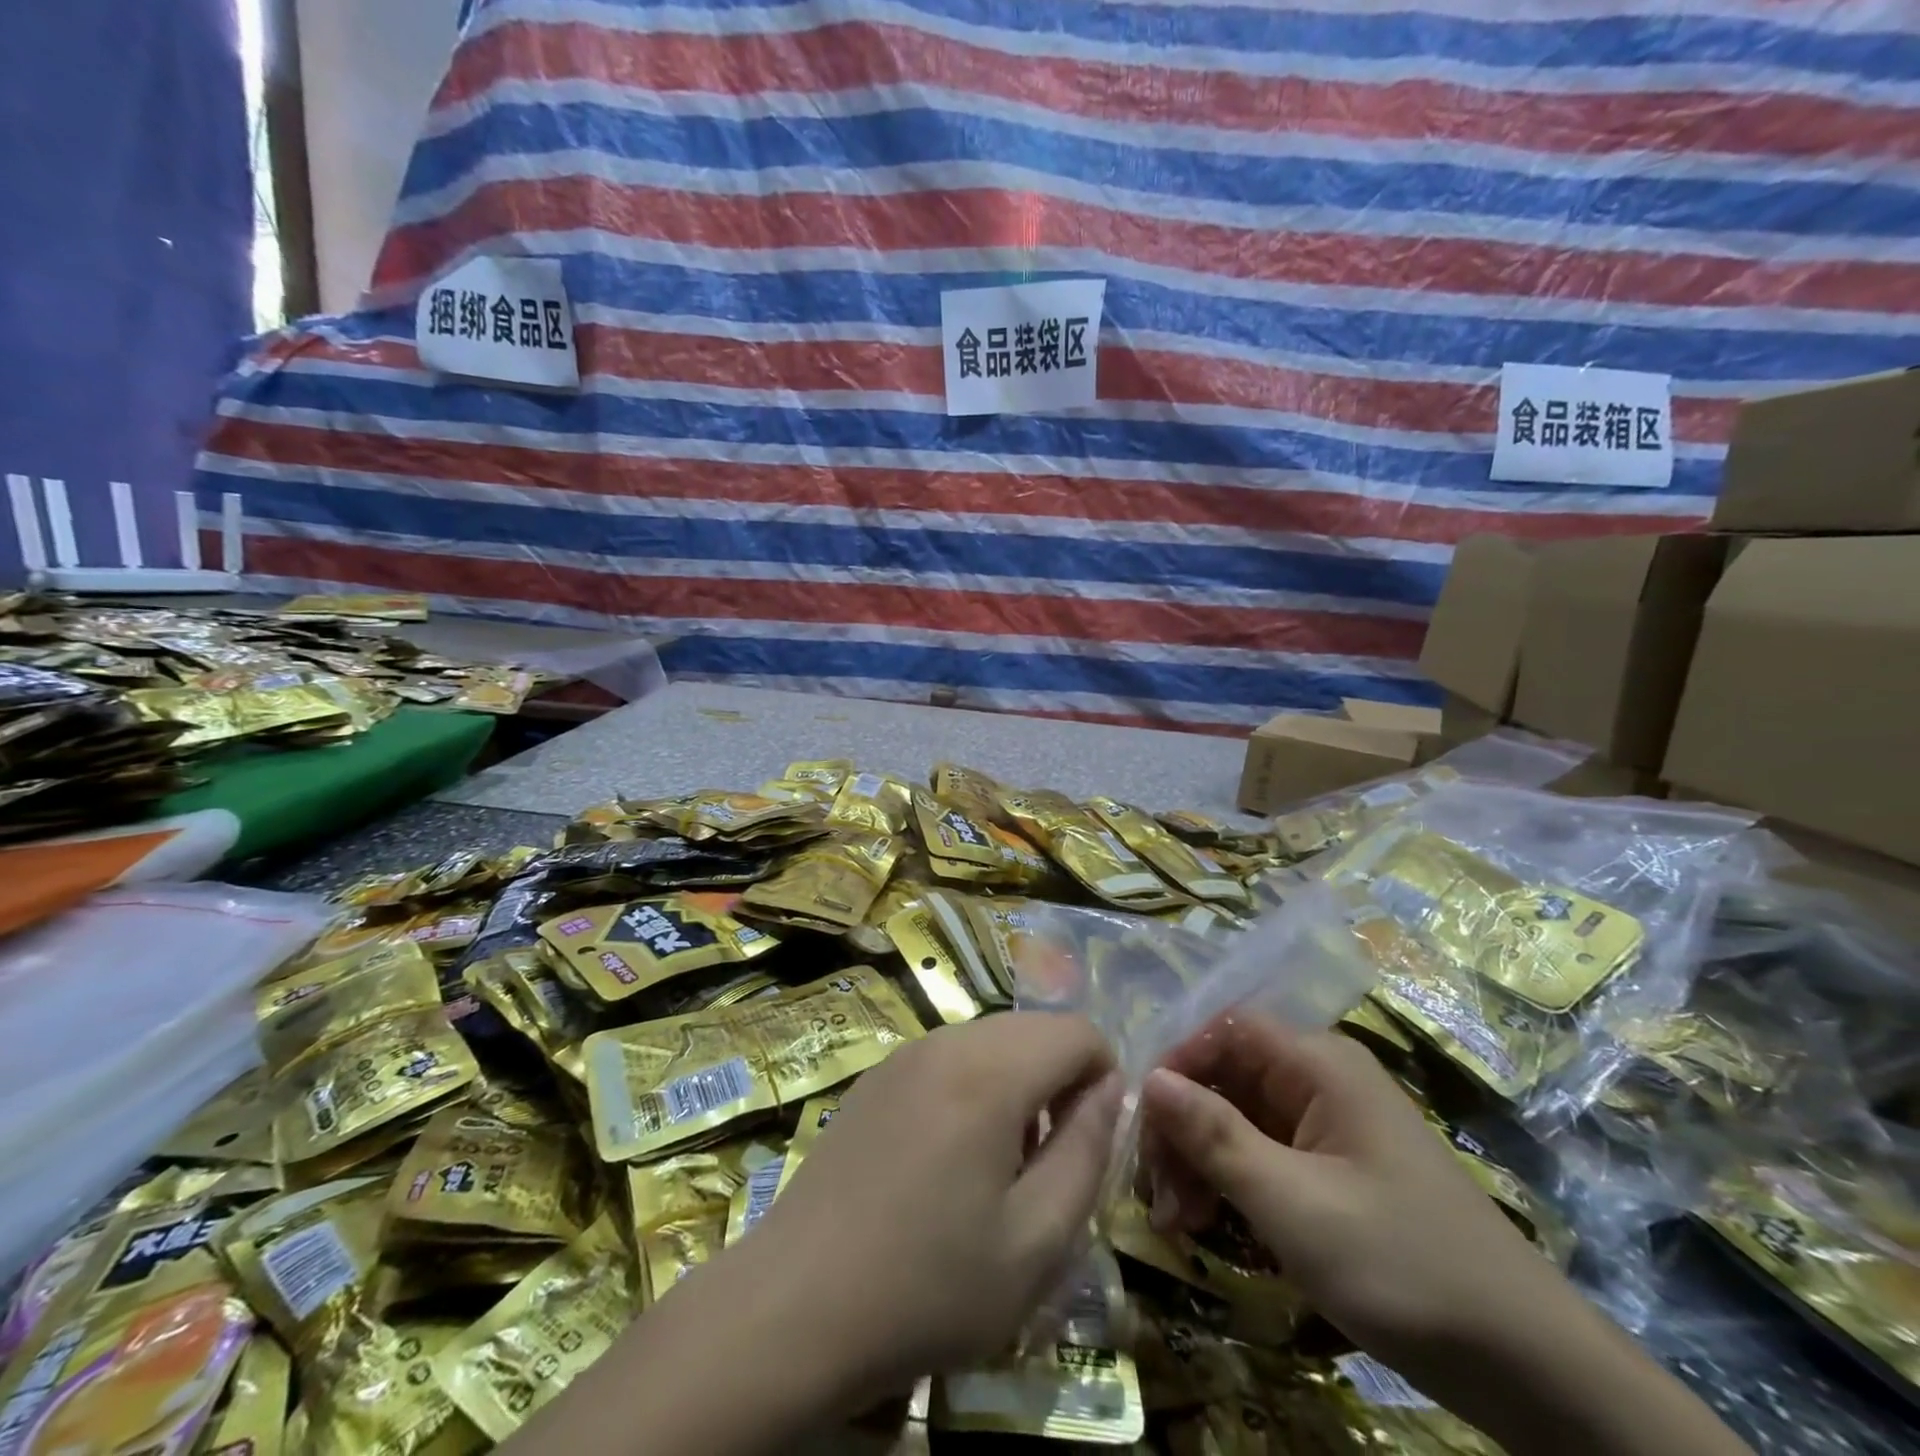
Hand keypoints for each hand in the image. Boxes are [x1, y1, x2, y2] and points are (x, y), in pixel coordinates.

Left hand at [744, 1012, 1122, 1403]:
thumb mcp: (1035, 1243)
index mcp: (990, 1071)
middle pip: (1033, 1029)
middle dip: (1060, 1080)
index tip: (1091, 1142)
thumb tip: (1110, 1091)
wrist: (796, 1306)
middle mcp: (946, 1041)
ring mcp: (904, 1054)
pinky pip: (949, 1057)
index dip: (1103, 1078)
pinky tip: (948, 1159)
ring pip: (991, 1040)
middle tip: (1048, 1162)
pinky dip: (975, 1086)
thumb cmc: (928, 1285)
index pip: (1076, 1031)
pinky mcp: (876, 1076)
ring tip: (1000, 1166)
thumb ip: (1087, 1154)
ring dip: (1017, 1084)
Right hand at [1139, 1016, 1572, 1376]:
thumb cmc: (1402, 1264)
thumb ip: (1215, 1136)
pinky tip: (1206, 1225)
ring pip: (1237, 1117)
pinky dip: (1229, 1182)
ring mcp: (1327, 1126)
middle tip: (1155, 1192)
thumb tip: (1149, 1080)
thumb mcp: (1293, 1204)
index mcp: (1318, 1064)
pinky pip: (1262, 1154)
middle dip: (1183, 1126)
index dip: (1177, 1062)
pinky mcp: (1332, 1170)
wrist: (1528, 1366)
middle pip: (1225, 1075)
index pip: (1224, 1029)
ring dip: (1198, 1160)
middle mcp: (1320, 1080)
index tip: (1142, 1121)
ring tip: (1177, 1222)